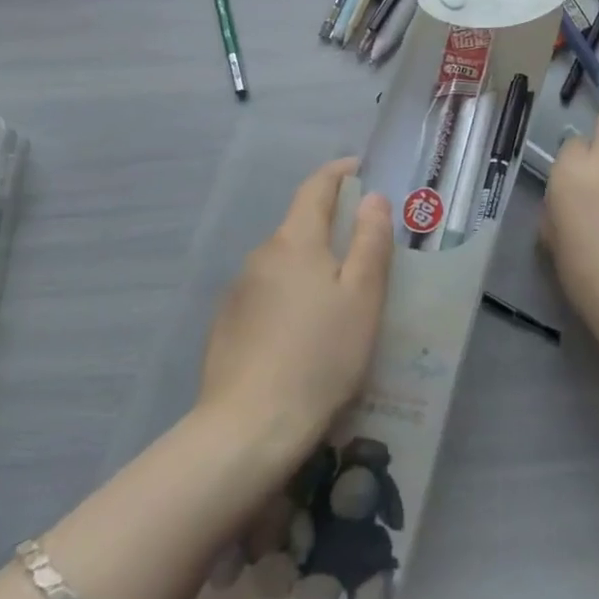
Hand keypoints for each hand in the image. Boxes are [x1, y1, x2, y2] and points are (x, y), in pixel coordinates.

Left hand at [200, 159, 392, 446]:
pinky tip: (304, 333)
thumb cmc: (320, 356)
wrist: (248, 429)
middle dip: (331, 226)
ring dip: (311, 266)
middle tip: (365, 250)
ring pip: (284, 262)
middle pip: (300, 226)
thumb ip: (371, 241)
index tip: (361, 169)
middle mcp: (261, 255)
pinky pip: (267, 293)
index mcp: (296, 241)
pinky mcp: (226, 324)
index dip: (340, 173)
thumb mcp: (363, 297)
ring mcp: (238, 290)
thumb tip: (373, 198)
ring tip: (339, 300)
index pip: (316, 187)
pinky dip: (290, 295)